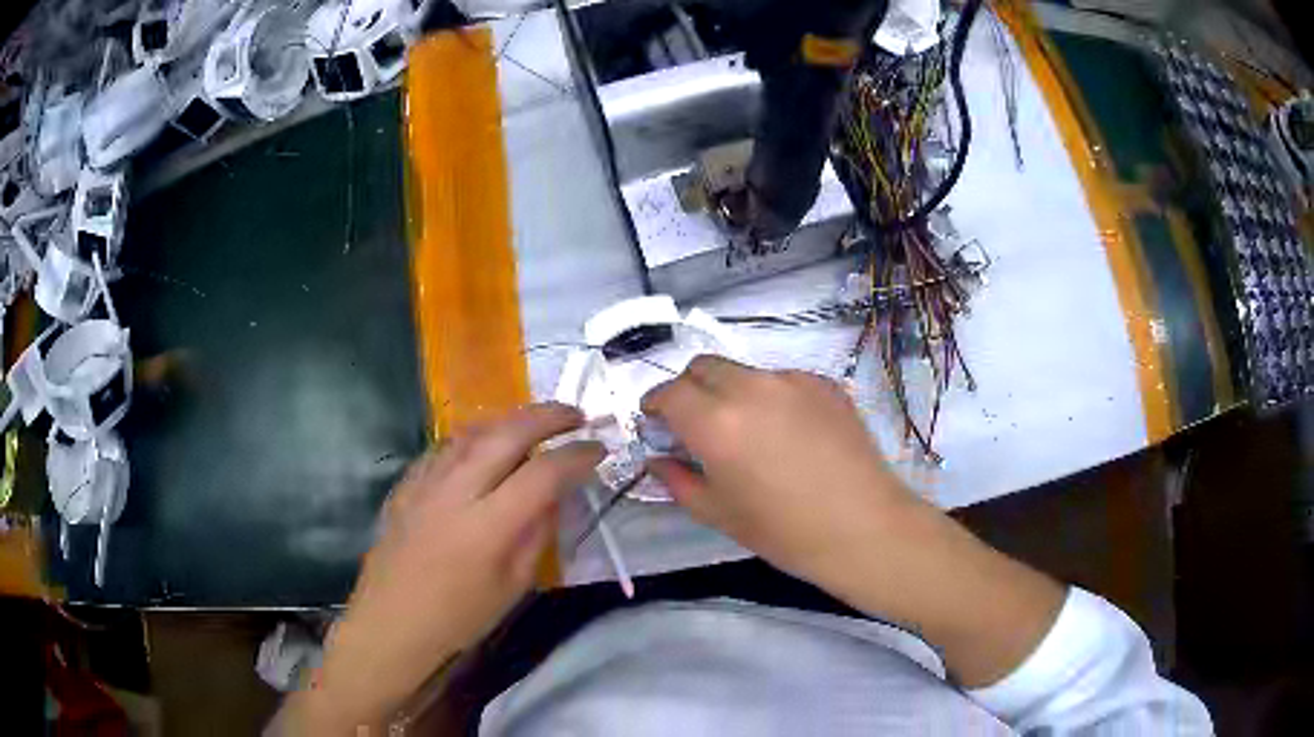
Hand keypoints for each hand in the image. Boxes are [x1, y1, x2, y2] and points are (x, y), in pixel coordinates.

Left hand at [297, 404, 603, 730]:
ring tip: (533, 422)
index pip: (543, 474)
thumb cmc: (459, 617)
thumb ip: (536, 534)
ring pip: (472, 432)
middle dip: (547, 417)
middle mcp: (456, 491)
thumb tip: (554, 497)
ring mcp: (426, 482)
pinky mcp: (406, 484)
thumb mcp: (513, 586)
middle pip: (507, 435)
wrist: (393, 623)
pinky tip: (482, 443)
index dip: (576, 456)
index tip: (599, 448)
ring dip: (509, 419)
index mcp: (489, 525)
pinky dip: (472, 437)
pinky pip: (444, 447)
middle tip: (574, 414)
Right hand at [642, 356, 914, 591]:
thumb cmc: (783, 531)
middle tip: (697, 423)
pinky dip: (771, 397)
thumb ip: (677, 480)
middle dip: (690, 388)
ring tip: (750, 431)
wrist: (863, 527)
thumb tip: (657, 459)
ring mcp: (791, 380)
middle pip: (703, 366)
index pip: (669, 392)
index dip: (655, 404)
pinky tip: (789, 432)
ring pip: (744, 371)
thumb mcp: (718, 513)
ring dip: (732, 391)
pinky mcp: (824, 383)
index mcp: (715, 422)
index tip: (657, 421)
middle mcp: (750, 388)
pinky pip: (782, 380)